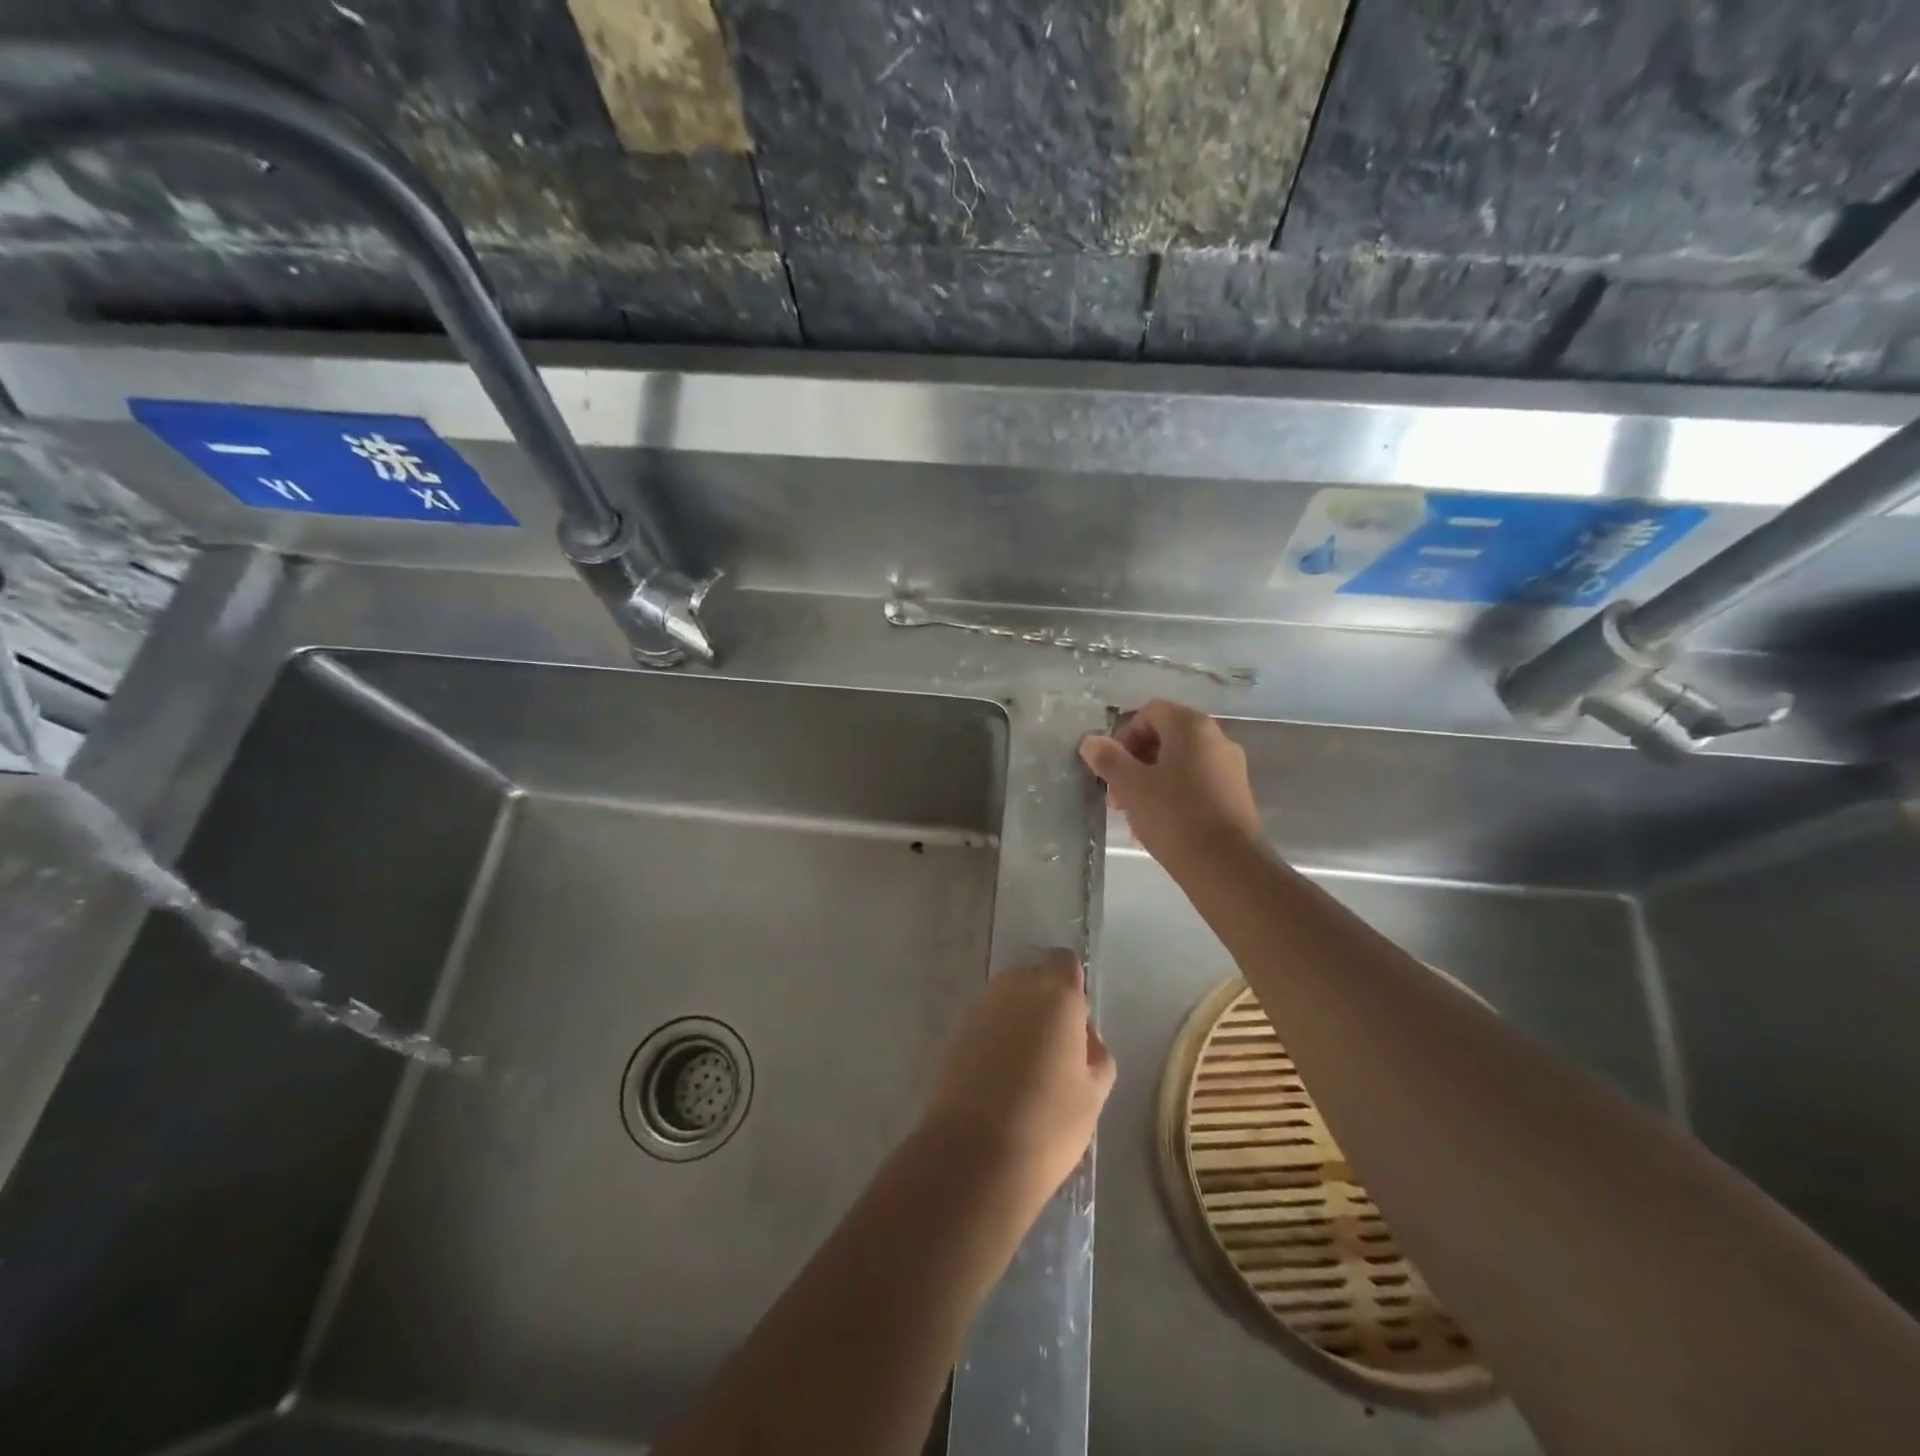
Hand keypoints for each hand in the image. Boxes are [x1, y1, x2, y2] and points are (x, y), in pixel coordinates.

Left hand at [920, 950, 1115, 1198]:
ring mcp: (980, 1007)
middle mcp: (1014, 988)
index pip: (1065, 963)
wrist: (974, 1155)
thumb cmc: (1047, 1124)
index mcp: (1056, 995)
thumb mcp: (1093, 1095)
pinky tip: (999, 1075)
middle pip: (1034, 976)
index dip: (1073, 986)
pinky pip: (985, 1020)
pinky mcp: (955, 1031)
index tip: (1077, 1023)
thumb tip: (1083, 1039)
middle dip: (1045, 1000)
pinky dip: (995, 1035)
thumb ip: (1096, 1055)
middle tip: (1055, 1048)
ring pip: (1007, 997)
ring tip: (1026, 1066)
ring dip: (1018, 1017)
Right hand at [1079, 700, 1260, 867]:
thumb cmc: (1174, 816)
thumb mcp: (1131, 786)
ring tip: (1134, 817)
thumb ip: (1108, 759)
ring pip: (1179, 764)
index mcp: (1191, 726)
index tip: (1111, 768)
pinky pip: (1196, 784)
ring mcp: (1230, 768)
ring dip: (1151, 783)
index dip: (1123, 736)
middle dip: (1135, 763)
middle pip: (1164, 738)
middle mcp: (1217, 738)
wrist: (1226, 866)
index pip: (1149, 712)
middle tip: (1117, 796)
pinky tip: (1159, 827)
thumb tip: (1090, 742)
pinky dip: (1173, 797)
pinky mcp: (1235, 795)